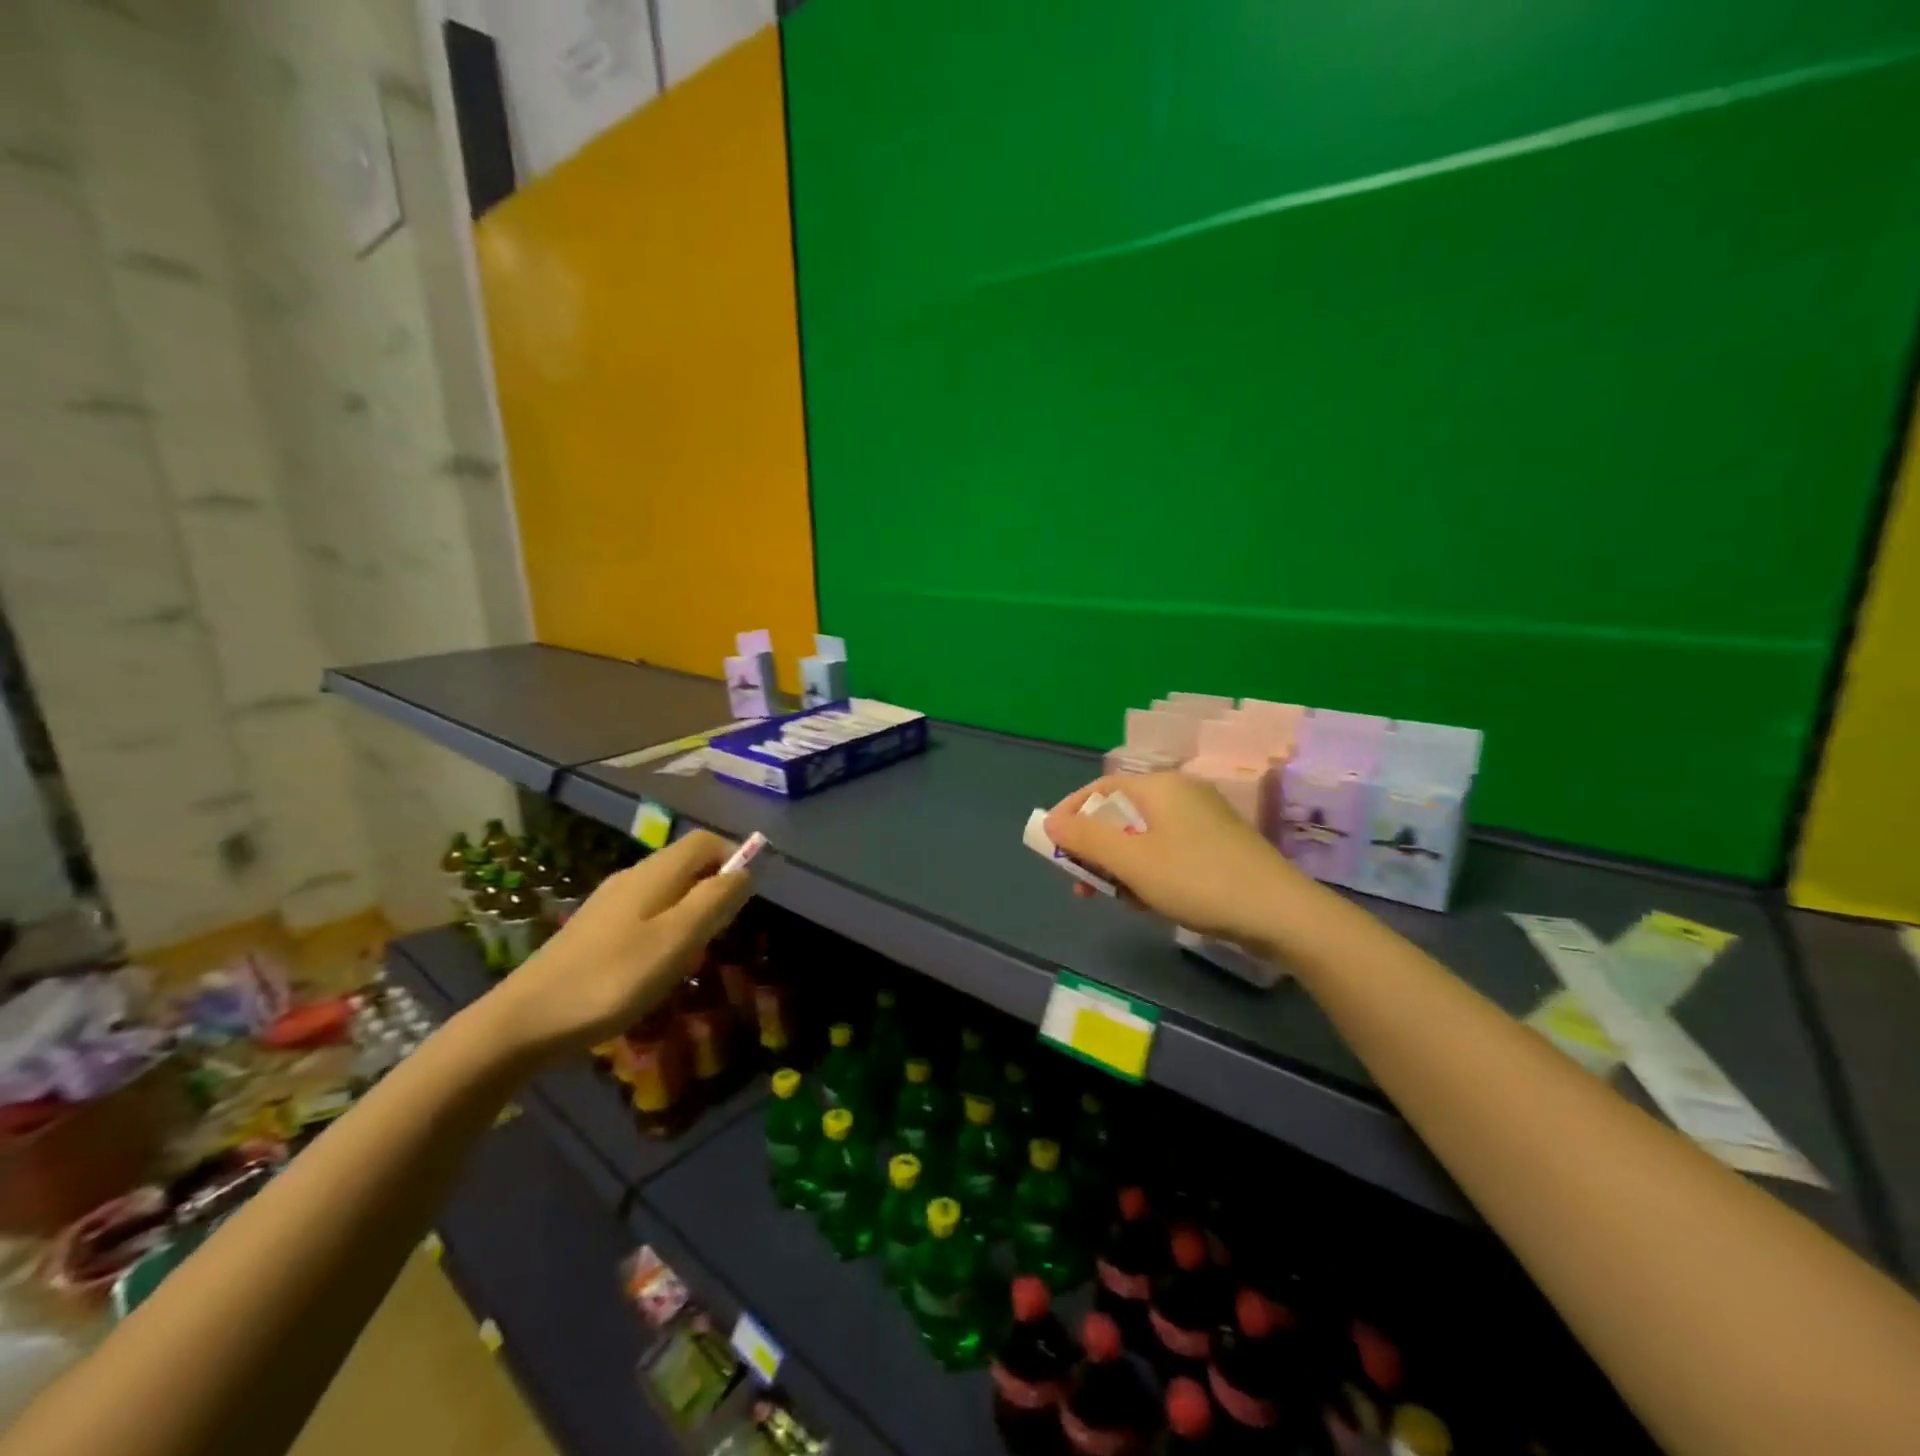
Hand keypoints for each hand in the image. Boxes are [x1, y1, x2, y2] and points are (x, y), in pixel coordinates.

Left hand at [478, 830, 753, 1060]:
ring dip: (691, 911)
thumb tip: (746, 870)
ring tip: (692, 954)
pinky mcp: (594, 929)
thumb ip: (715, 900)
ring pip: (667, 890)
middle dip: (714, 888)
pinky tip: (655, 966)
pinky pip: (645, 913)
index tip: (745, 900)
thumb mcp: (677, 940)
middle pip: (686, 863)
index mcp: (655, 873)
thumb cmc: (612, 979)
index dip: (734, 858)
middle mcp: (632, 877)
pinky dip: (665, 928)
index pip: (706, 841)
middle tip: (721, 934)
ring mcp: (609, 902)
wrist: (524, 1021)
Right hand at [1043, 773, 1305, 948]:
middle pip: (1119, 814)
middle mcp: (1180, 794)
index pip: (1099, 789)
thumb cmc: (1196, 879)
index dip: (1069, 814)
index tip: (1050, 848)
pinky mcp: (1217, 846)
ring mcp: (1202, 820)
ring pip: (1142, 837)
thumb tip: (1050, 821)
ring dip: (1120, 866)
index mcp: (1159, 786)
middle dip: (1094, 849)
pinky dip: (1149, 872)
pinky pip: (1167, 851)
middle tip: (1081, 886)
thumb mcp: (1131, 861)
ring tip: (1118, 901)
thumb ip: (1085, 838)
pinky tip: (1150, 902)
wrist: (1281, 914)